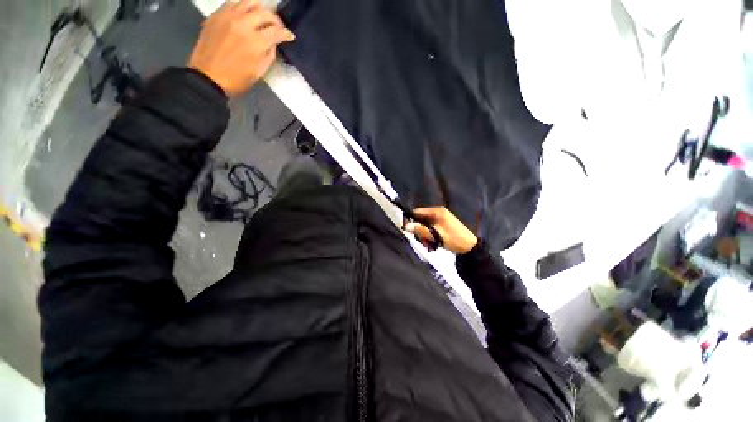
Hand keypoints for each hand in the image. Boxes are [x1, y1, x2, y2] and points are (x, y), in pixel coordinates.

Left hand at [188, 0, 294, 95]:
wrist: (207, 77)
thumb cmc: (236, 79)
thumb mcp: (259, 72)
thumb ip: (269, 55)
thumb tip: (272, 43)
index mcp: (255, 42)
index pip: (276, 32)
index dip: (286, 34)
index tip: (290, 36)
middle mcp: (243, 24)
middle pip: (264, 13)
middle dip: (275, 20)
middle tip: (277, 27)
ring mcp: (228, 17)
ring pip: (249, 2)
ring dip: (260, 8)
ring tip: (262, 17)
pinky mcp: (216, 15)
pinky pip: (233, 3)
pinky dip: (243, 6)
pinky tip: (245, 15)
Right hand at [404, 207, 477, 253]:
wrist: (470, 248)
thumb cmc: (453, 239)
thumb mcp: (435, 235)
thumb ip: (420, 230)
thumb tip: (405, 226)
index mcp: (437, 212)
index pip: (418, 212)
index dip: (411, 219)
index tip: (407, 229)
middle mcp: (438, 213)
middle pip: (421, 219)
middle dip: (419, 230)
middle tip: (421, 240)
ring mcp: (441, 219)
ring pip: (426, 225)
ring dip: (425, 234)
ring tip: (429, 244)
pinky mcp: (443, 225)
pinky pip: (432, 228)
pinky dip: (430, 235)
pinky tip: (434, 243)